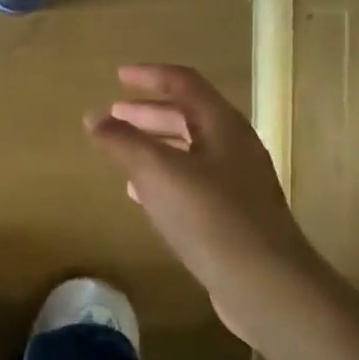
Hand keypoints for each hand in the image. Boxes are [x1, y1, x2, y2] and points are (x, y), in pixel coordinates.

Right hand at [86, 63, 320, 339]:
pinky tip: (142, 193)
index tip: (118, 75)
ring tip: (122, 150)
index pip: (184, 84)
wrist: (265, 284)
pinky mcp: (232, 215)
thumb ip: (124, 142)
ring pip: (189, 151)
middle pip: (187, 116)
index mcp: (222, 126)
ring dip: (154, 145)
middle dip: (148, 113)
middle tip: (114, 114)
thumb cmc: (210, 218)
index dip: (150, 76)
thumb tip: (93, 117)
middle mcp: (234, 148)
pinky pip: (192, 182)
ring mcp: (237, 183)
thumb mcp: (159, 173)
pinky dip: (163, 177)